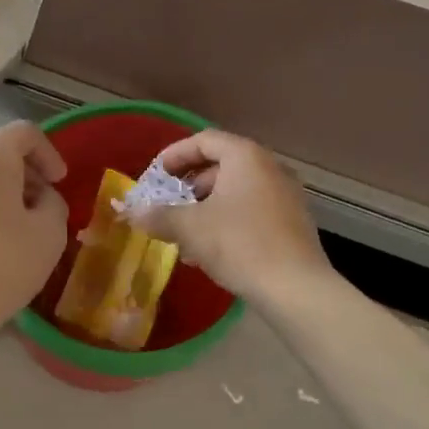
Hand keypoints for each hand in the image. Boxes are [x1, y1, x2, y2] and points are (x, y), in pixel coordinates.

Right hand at [127, 130, 330, 306]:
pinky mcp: (292, 222)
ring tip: (183, 235)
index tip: (155, 176)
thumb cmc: (239, 244)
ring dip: (205, 208)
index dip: (174, 155)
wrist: (295, 288)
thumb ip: (158, 215)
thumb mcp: (189, 228)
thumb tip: (132, 213)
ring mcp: (286, 195)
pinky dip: (227, 221)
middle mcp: (270, 167)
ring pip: (235, 192)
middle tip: (167, 206)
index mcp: (246, 157)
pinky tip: (209, 251)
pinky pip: (252, 211)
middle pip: (221, 166)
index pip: (204, 140)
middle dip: (189, 186)